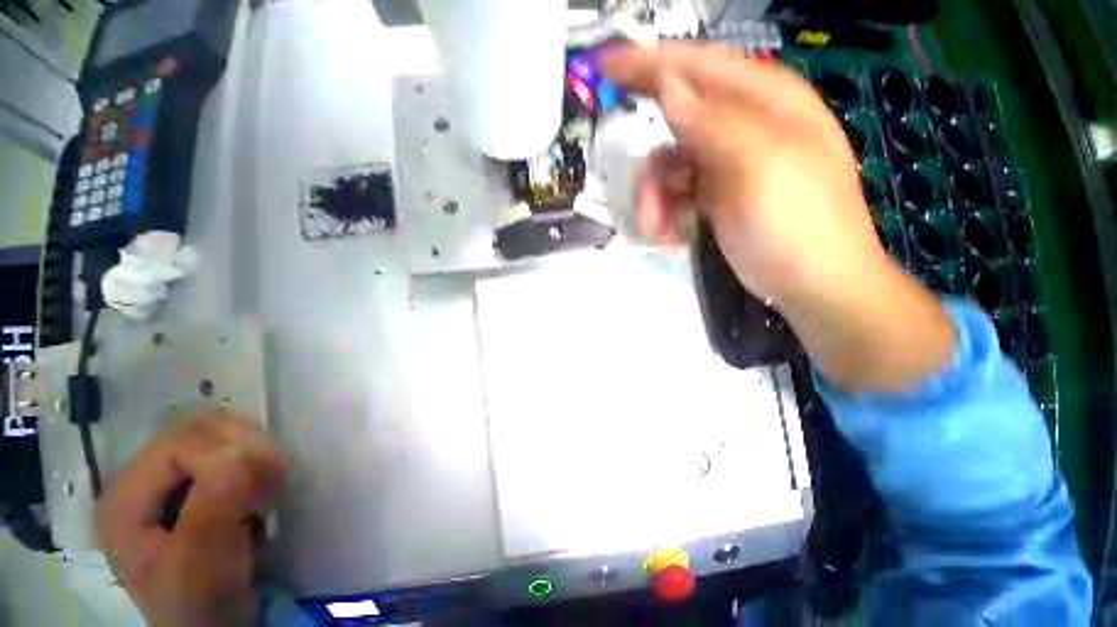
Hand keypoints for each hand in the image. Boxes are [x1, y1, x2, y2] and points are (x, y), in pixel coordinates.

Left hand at [99, 411, 285, 626]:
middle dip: (243, 448)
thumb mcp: (201, 566)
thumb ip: (211, 510)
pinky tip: (261, 485)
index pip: (176, 447)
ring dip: (253, 451)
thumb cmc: (200, 602)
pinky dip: (255, 458)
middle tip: (270, 480)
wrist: (213, 621)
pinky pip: (230, 447)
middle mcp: (141, 479)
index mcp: (124, 501)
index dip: (223, 459)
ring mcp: (168, 479)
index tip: (260, 489)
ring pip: (217, 432)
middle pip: (195, 430)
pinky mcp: (195, 481)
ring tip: (267, 484)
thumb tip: (239, 456)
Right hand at [601, 43, 955, 391]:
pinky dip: (667, 214)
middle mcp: (743, 125)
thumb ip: (711, 122)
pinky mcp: (716, 195)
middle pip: (673, 128)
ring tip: (663, 233)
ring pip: (669, 167)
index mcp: (764, 101)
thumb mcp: (758, 166)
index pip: (696, 66)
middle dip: (653, 173)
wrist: (812, 284)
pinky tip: (673, 235)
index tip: (604, 67)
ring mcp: (728, 163)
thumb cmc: (797, 224)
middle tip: (648, 210)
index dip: (648, 63)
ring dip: (657, 202)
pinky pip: (676, 193)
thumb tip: (668, 85)